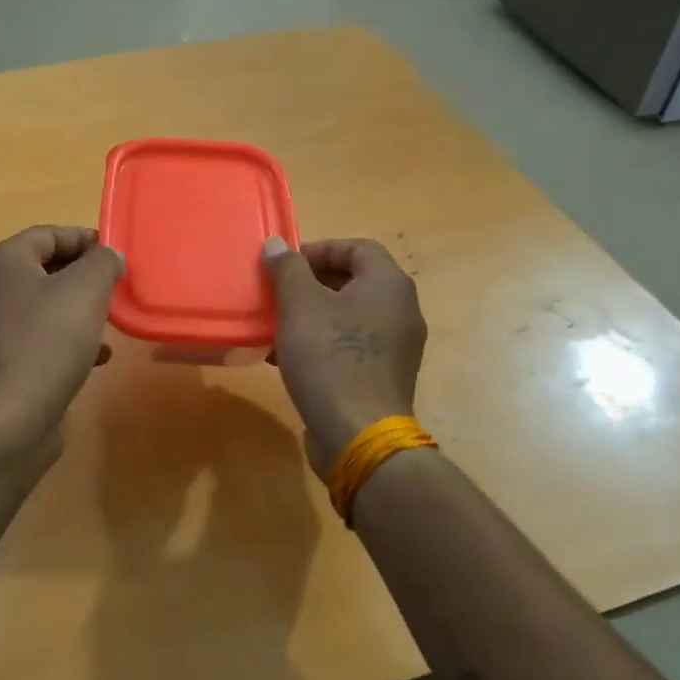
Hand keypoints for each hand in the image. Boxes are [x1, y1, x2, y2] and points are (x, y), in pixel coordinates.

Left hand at [0, 226, 124, 455]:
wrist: (12, 419)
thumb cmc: (49, 342)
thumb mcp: (87, 290)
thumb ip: (102, 262)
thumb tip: (108, 256)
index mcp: (4, 262)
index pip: (48, 234)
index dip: (84, 239)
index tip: (115, 256)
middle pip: (45, 267)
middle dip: (83, 275)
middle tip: (115, 286)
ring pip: (45, 304)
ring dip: (78, 308)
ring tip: (108, 321)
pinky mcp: (1, 361)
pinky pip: (39, 336)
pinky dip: (67, 338)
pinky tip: (97, 357)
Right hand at [262, 237, 427, 477]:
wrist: (358, 435)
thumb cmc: (330, 357)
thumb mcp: (299, 304)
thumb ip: (287, 268)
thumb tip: (277, 244)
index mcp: (389, 285)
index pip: (358, 247)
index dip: (319, 249)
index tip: (286, 265)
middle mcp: (402, 310)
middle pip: (354, 280)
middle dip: (311, 282)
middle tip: (278, 292)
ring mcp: (397, 346)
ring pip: (350, 315)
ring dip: (313, 314)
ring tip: (277, 325)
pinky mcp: (384, 376)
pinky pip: (352, 344)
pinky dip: (323, 341)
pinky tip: (288, 357)